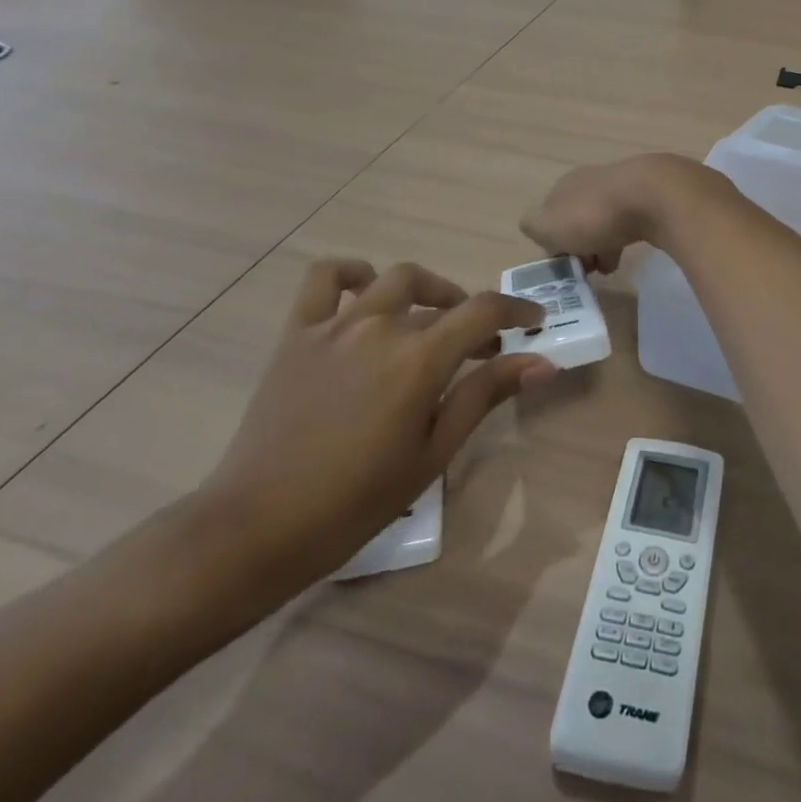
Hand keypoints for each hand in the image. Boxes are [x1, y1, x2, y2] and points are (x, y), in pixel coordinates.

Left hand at [197, 259, 554, 592]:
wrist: (258, 527)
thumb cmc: (355, 501)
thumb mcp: (432, 452)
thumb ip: (485, 395)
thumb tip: (542, 362)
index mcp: (418, 359)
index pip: (484, 311)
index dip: (517, 310)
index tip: (535, 322)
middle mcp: (381, 327)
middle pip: (442, 300)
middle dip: (472, 316)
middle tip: (479, 349)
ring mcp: (335, 325)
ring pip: (393, 280)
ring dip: (425, 290)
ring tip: (430, 319)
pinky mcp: (298, 333)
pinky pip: (325, 279)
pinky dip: (352, 274)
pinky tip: (365, 292)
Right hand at [520, 153, 713, 270]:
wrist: (655, 196)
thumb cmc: (595, 214)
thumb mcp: (549, 224)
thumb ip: (534, 226)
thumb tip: (538, 228)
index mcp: (565, 184)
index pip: (551, 216)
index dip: (554, 243)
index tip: (564, 265)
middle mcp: (591, 180)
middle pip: (578, 218)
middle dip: (580, 246)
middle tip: (587, 270)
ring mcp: (623, 186)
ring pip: (604, 221)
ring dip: (602, 246)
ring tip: (609, 269)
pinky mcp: (650, 197)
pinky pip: (629, 222)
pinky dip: (624, 240)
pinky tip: (628, 256)